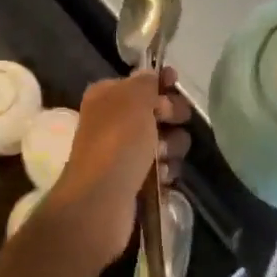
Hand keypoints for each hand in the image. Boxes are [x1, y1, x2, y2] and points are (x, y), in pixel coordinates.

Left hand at [39, 69, 191, 276]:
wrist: (100, 202)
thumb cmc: (117, 142)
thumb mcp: (134, 99)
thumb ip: (146, 82)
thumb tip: (152, 75)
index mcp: (107, 96)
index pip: (141, 81)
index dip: (161, 82)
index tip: (175, 84)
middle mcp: (113, 121)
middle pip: (158, 110)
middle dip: (171, 117)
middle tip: (170, 123)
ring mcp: (123, 152)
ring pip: (165, 140)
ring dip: (171, 147)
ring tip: (162, 158)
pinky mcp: (134, 180)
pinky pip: (162, 168)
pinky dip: (165, 171)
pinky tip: (161, 178)